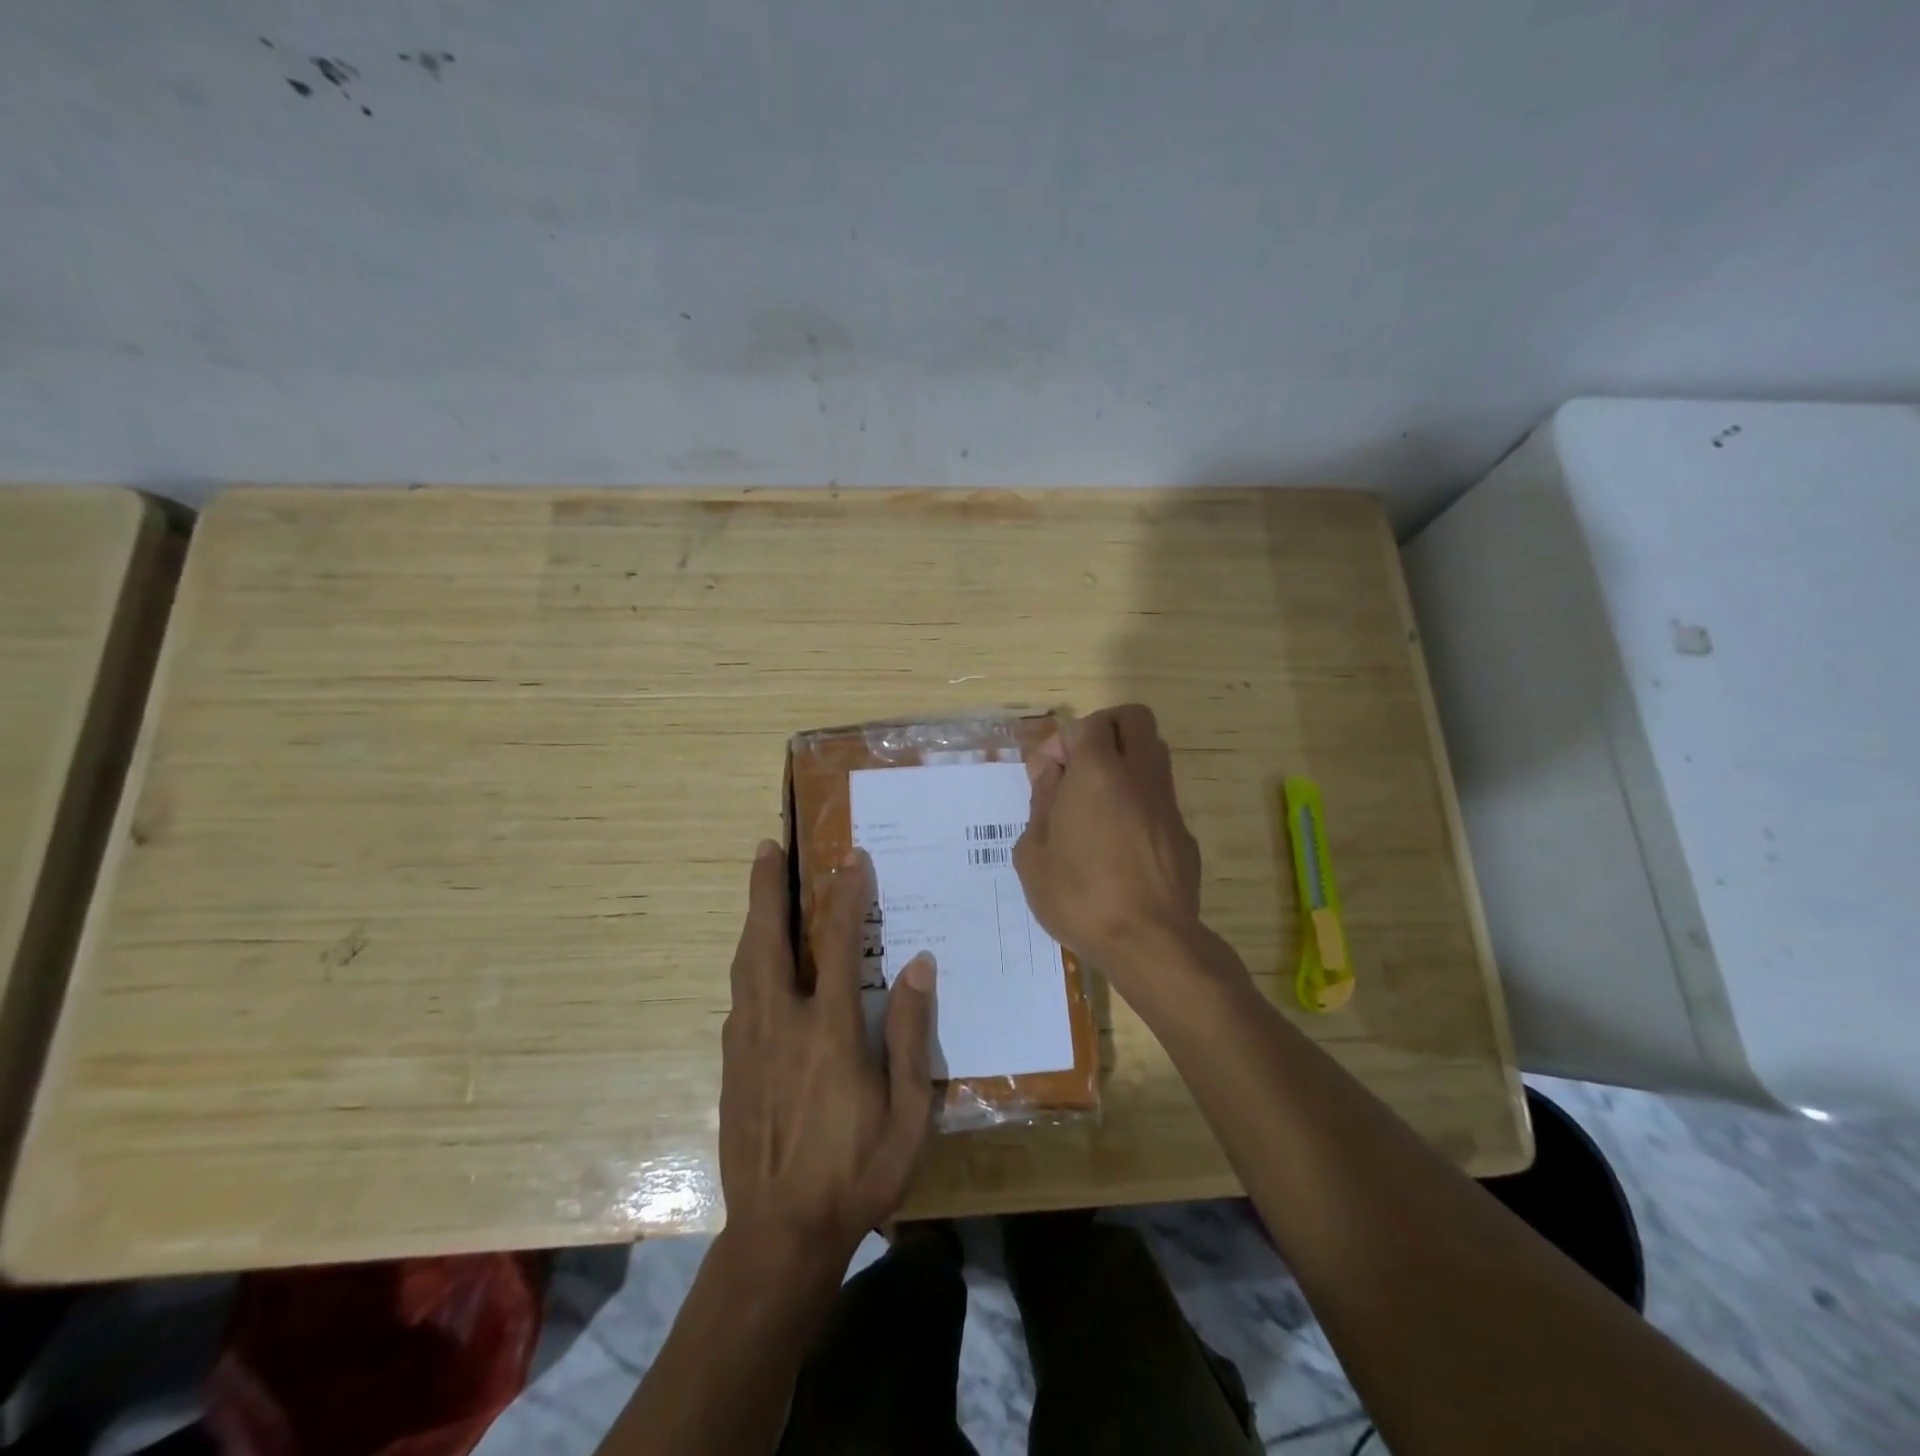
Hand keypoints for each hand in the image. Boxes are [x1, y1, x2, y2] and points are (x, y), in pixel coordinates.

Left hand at [719, 840, 935, 1263]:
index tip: (851, 857)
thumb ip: (913, 1035)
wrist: (780, 1236)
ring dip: (753, 919)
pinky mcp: (730, 1066)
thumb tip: (920, 966)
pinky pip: (739, 998)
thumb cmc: (857, 1172)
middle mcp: (781, 1024)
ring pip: (745, 964)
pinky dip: (749, 964)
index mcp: (829, 1031)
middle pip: (767, 939)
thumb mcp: (909, 1112)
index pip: (839, 944)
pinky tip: (758, 964)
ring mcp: (747, 1044)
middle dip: (766, 888)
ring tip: (759, 888)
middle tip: (767, 847)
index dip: (846, 895)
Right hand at [1014, 704, 1205, 986]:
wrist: (1150, 943)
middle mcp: (1139, 775)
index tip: (1046, 776)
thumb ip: (1040, 801)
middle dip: (1103, 729)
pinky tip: (1119, 840)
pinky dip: (1138, 799)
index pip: (1085, 725)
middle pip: (1133, 718)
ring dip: (1125, 760)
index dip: (1060, 742)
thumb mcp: (1033, 853)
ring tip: (1096, 801)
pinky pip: (1160, 795)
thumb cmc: (1080, 896)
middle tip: (1079, 765)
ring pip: (1154, 751)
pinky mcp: (1183, 833)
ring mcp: (1167, 803)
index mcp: (1097, 773)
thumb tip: (1048, 770)